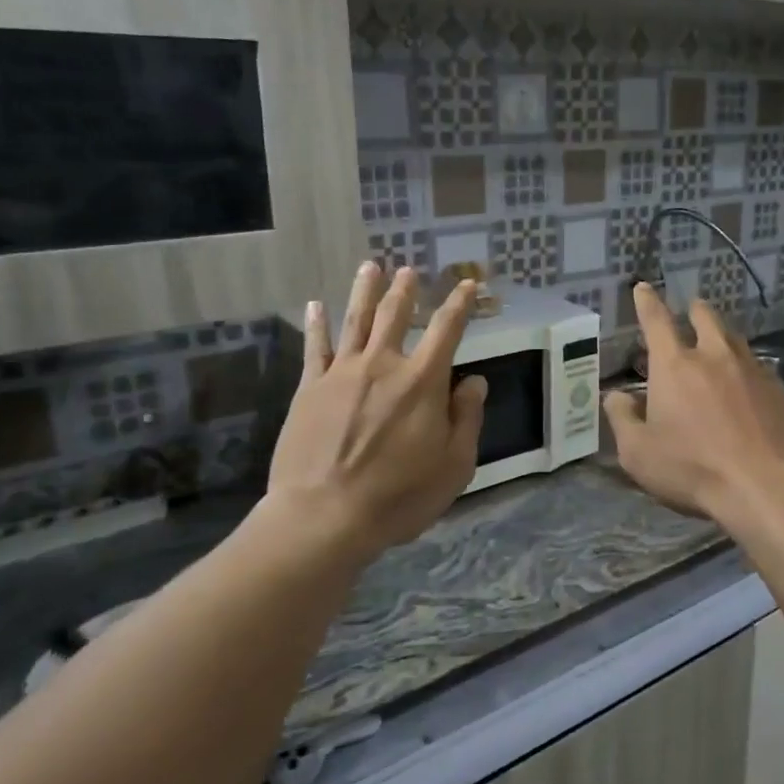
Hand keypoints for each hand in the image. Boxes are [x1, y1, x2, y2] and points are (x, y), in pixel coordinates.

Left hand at [261, 262, 486, 567]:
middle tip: (408, 271)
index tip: (468, 285)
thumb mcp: (454, 464)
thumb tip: (473, 381)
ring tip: (370, 267)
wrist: (324, 516)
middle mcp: (383, 365)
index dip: (460, 304)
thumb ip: (466, 418)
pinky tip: (315, 305)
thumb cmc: (399, 495)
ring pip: (355, 320)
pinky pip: (314, 347)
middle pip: (396, 316)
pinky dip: (317, 324)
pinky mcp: (310, 388)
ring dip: (364, 291)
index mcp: (423, 381)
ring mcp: (342, 373)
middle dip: (406, 291)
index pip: (447, 330)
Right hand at [602, 284, 783, 525]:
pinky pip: (758, 366)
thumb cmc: (693, 469)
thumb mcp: (638, 453)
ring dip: (722, 335)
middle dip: (694, 310)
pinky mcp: (779, 389)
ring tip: (718, 342)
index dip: (647, 302)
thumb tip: (615, 397)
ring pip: (735, 338)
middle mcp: (714, 356)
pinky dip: (746, 366)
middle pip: (705, 318)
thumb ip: (622, 419)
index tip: (643, 287)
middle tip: (690, 310)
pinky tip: (747, 382)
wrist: (766, 486)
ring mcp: (752, 369)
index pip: (656, 321)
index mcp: (674, 366)